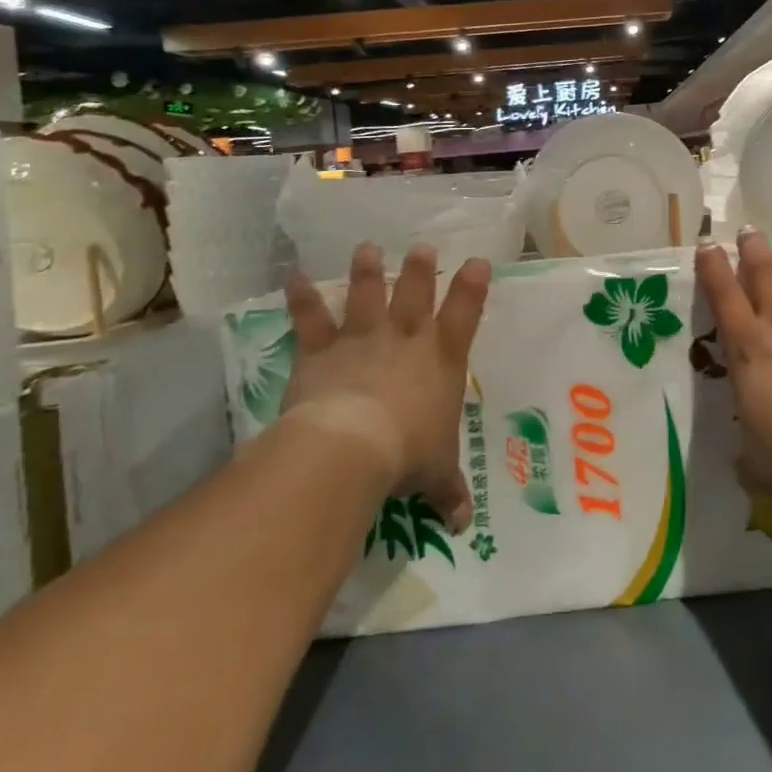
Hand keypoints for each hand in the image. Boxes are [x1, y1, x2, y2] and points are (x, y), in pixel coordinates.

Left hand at [280, 243, 490, 532]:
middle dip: (420, 269)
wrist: (350, 446)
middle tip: (422, 248)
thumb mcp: (436, 475)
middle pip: (415, 294)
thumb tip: (462, 523)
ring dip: (367, 271)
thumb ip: (449, 492)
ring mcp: (362, 340)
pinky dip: (301, 297)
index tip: (477, 261)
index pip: (465, 315)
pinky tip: (293, 275)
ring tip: (367, 247)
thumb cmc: (407, 454)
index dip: (473, 287)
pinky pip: (310, 318)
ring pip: (366, 295)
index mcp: (442, 361)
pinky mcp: (321, 350)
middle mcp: (405, 340)